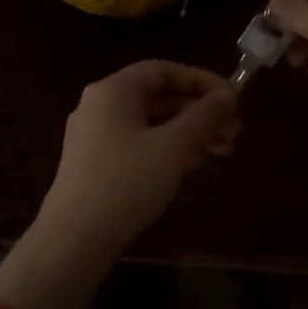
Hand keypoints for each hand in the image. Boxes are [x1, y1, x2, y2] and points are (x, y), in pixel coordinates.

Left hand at [37, 60, 240, 251]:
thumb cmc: (126, 183)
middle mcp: (99, 106)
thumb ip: (204, 116)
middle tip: (234, 132)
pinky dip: (166, 149)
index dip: (201, 80)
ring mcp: (93, 136)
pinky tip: (189, 169)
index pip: (163, 70)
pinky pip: (137, 144)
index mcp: (113, 91)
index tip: (232, 100)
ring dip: (187, 133)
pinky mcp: (93, 164)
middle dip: (199, 112)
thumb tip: (228, 95)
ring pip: (150, 123)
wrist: (73, 239)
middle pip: (158, 97)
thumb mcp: (174, 147)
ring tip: (219, 153)